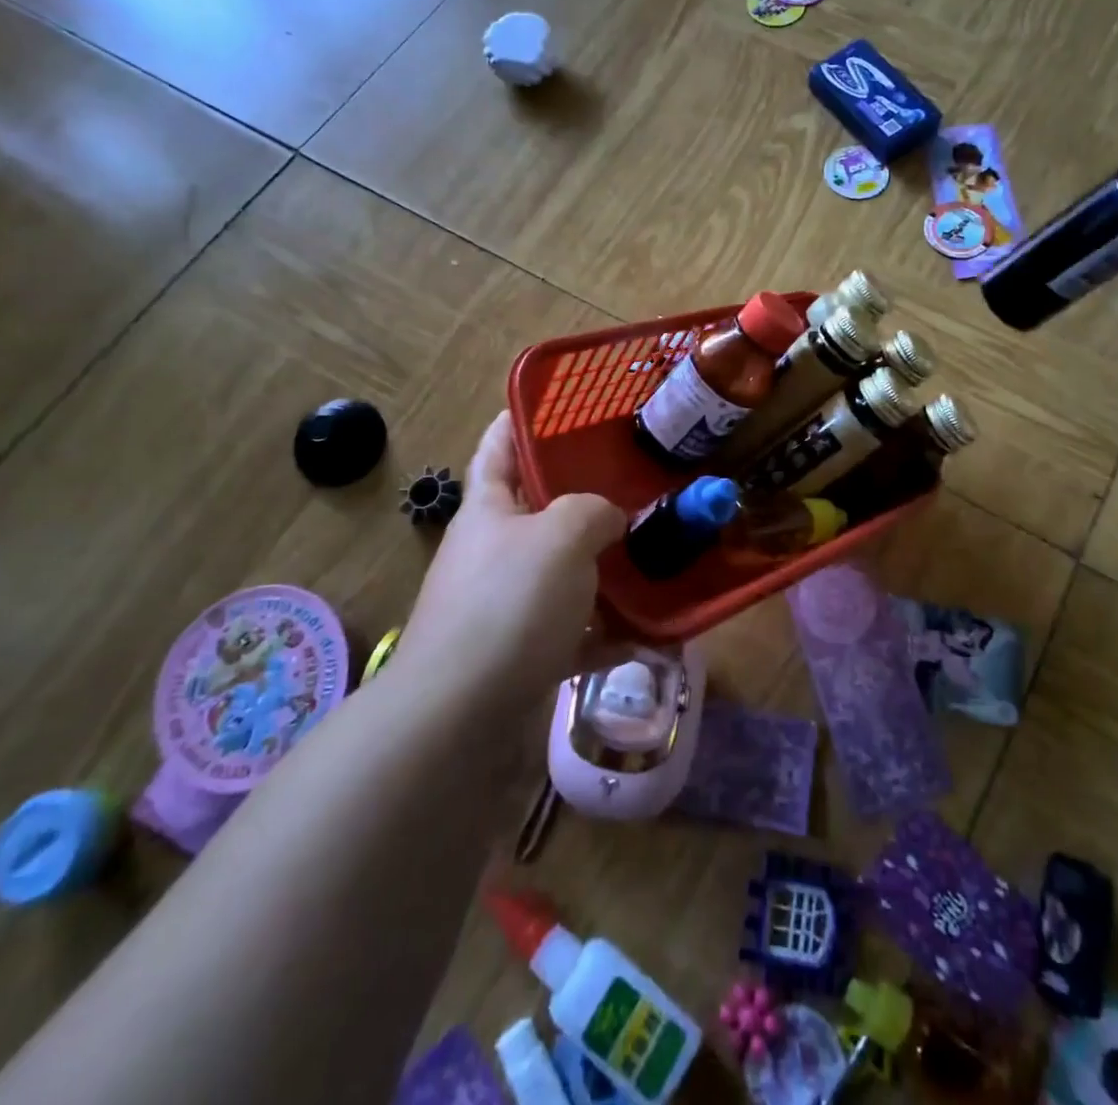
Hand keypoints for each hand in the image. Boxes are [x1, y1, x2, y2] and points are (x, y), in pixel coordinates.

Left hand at [397, 412, 625, 701]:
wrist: (460, 713)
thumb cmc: (509, 603)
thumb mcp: (561, 536)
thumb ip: (594, 511)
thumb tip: (610, 519)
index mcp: (489, 509)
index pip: (497, 448)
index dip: (519, 421)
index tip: (553, 403)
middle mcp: (493, 551)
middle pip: (540, 512)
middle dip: (585, 499)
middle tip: (637, 483)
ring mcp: (506, 605)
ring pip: (564, 574)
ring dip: (606, 571)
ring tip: (657, 558)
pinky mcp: (523, 652)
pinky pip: (573, 631)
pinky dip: (607, 632)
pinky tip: (650, 636)